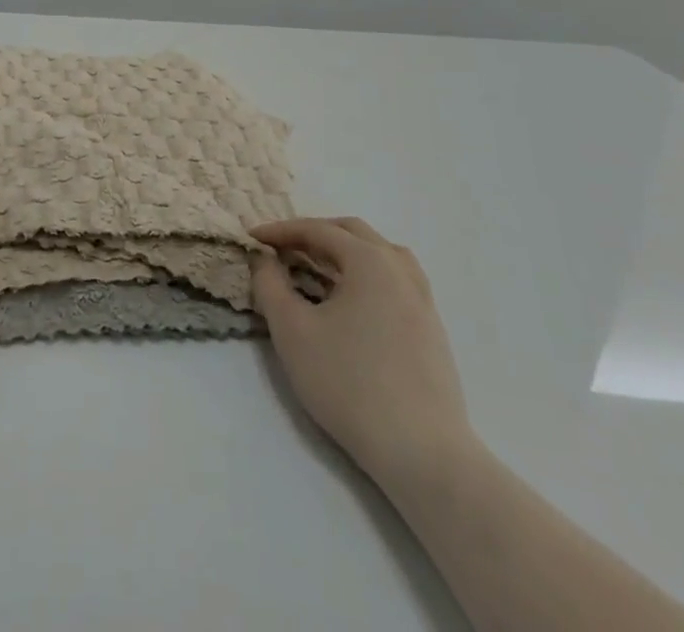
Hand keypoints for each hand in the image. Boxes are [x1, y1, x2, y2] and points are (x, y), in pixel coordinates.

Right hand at [250, 217, 472, 488]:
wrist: (422, 454)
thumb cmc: (349, 384)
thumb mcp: (292, 331)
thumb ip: (270, 285)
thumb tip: (263, 259)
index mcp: (369, 262)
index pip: (318, 230)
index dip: (280, 230)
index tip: (251, 239)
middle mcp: (400, 270)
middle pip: (353, 233)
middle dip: (313, 234)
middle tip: (282, 248)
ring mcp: (422, 300)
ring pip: (380, 254)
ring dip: (344, 250)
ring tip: (318, 266)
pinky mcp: (431, 330)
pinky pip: (395, 280)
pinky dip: (367, 273)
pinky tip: (352, 300)